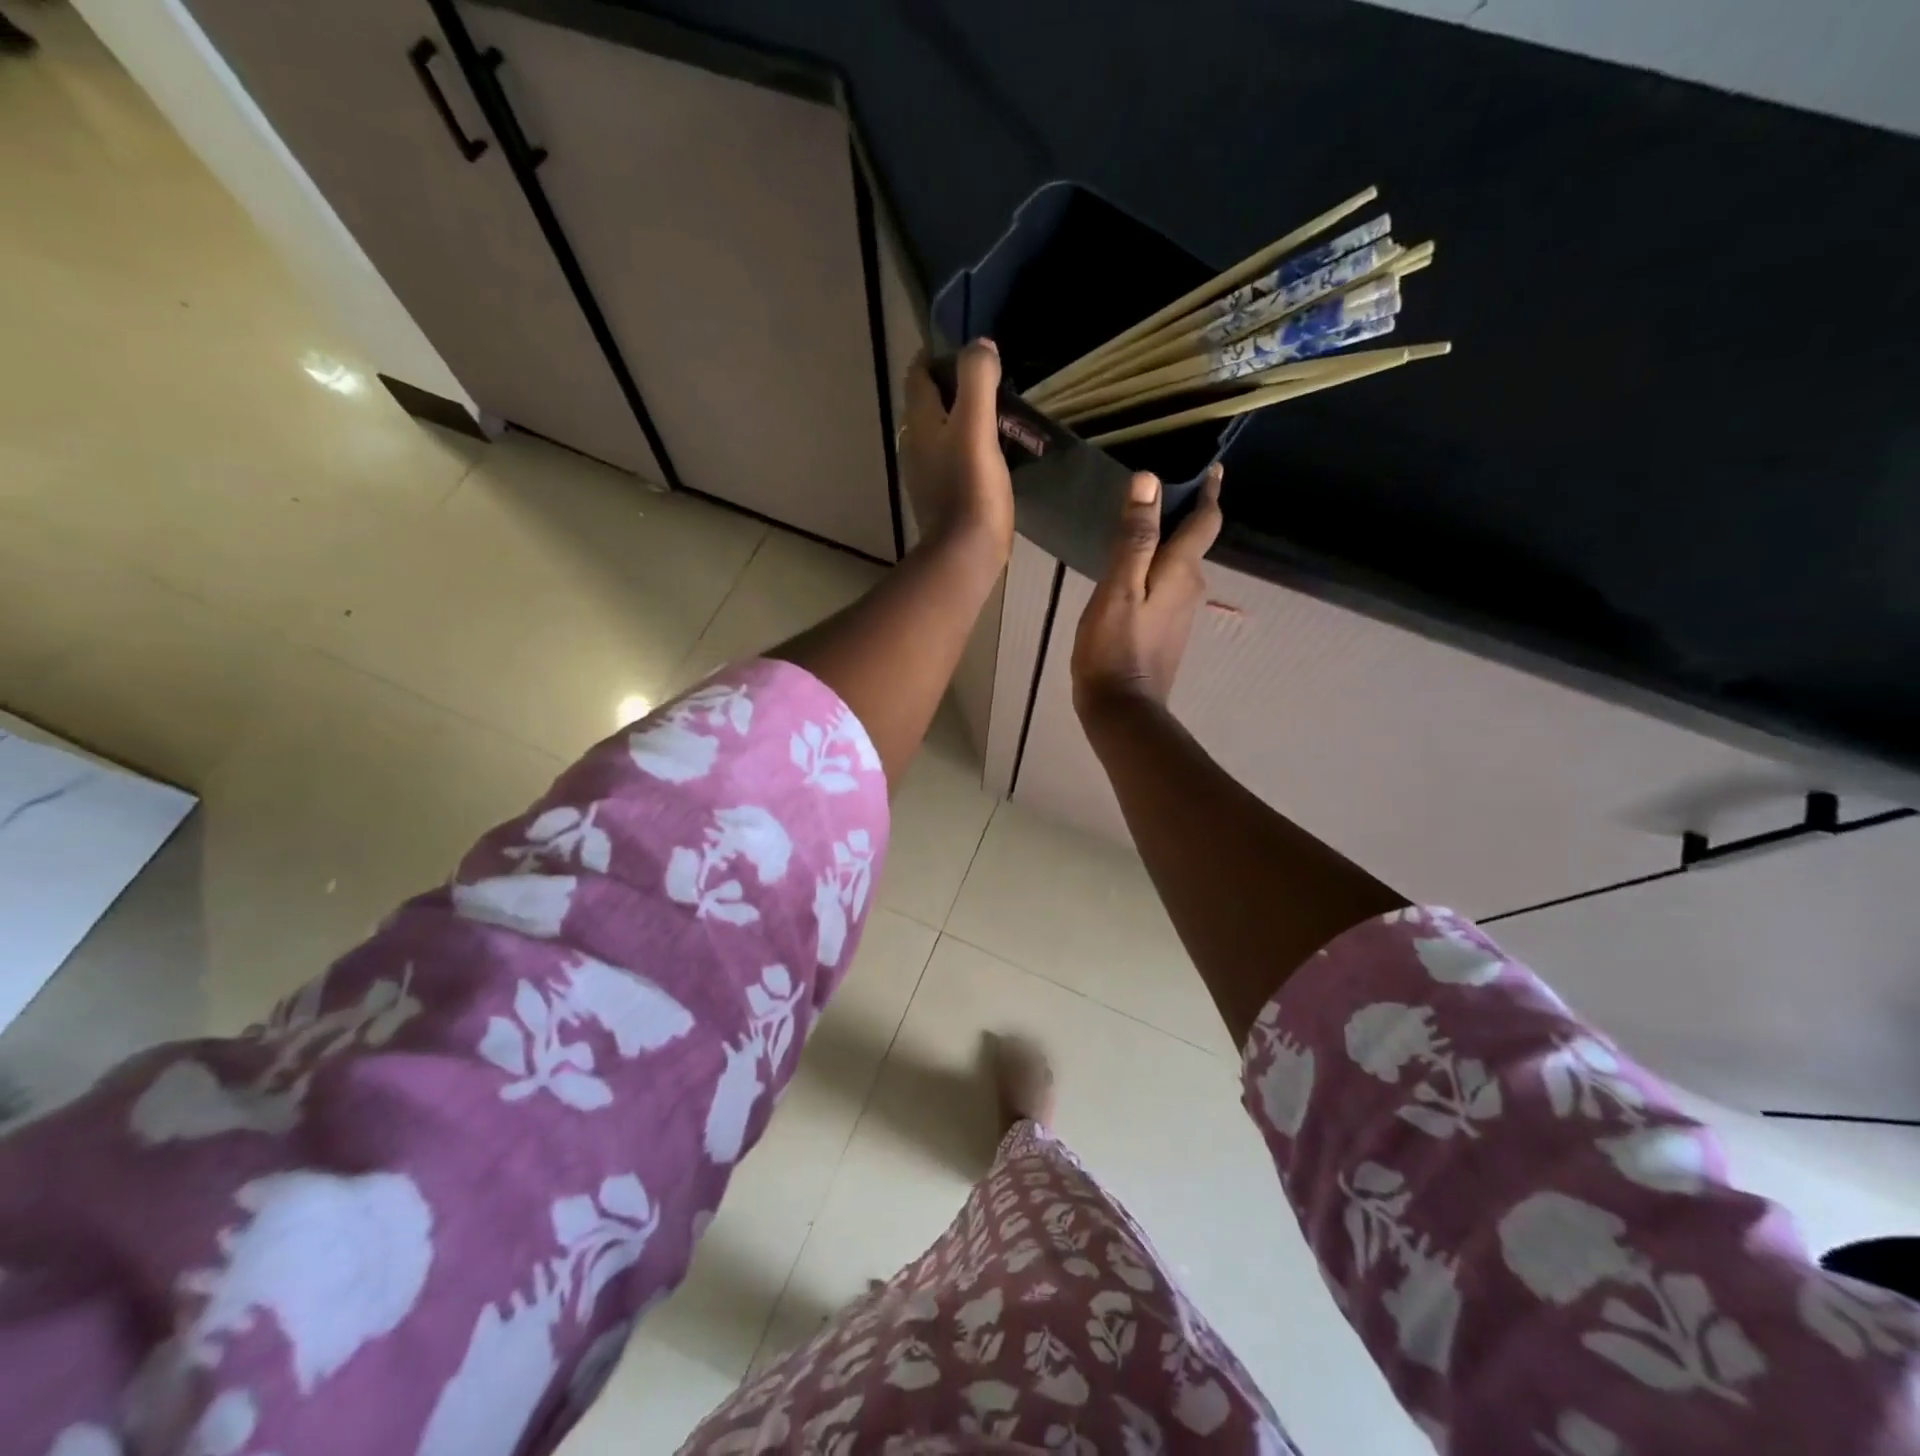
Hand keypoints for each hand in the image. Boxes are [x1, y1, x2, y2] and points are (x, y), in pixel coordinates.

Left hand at [899, 340, 1014, 562]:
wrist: (965, 553)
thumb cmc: (971, 488)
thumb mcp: (976, 426)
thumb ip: (976, 381)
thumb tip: (980, 346)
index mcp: (919, 422)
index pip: (918, 374)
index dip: (938, 357)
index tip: (969, 353)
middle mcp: (914, 444)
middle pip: (927, 403)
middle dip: (952, 387)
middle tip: (988, 382)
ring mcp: (925, 474)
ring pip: (938, 432)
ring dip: (960, 418)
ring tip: (993, 416)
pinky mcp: (940, 497)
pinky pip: (949, 459)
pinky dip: (965, 447)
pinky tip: (988, 454)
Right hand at [1071, 463, 1223, 718]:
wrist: (1122, 709)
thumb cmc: (1114, 648)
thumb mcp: (1118, 588)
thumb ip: (1135, 538)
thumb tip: (1149, 481)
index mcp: (1181, 571)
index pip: (1205, 521)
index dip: (1209, 492)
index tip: (1212, 469)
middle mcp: (1191, 587)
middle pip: (1193, 541)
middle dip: (1181, 514)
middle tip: (1154, 492)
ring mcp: (1182, 612)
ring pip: (1178, 565)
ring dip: (1166, 543)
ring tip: (1137, 526)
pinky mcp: (1168, 630)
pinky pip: (1166, 586)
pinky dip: (1156, 569)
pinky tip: (1131, 572)